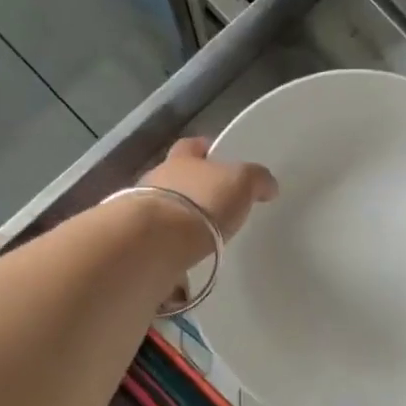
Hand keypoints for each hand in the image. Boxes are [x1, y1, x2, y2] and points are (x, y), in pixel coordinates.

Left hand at [140, 138, 277, 239]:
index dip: (204, 149)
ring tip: (200, 236)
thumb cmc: (203, 201)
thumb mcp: (242, 182)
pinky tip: (185, 259)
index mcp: (181, 158)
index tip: (217, 157)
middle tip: (214, 204)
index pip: (192, 146)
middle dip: (192, 188)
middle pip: (175, 177)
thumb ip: (256, 179)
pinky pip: (158, 240)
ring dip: (179, 220)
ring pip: (164, 209)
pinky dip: (171, 246)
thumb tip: (268, 185)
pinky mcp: (137, 240)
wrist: (157, 240)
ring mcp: (141, 210)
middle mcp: (156, 179)